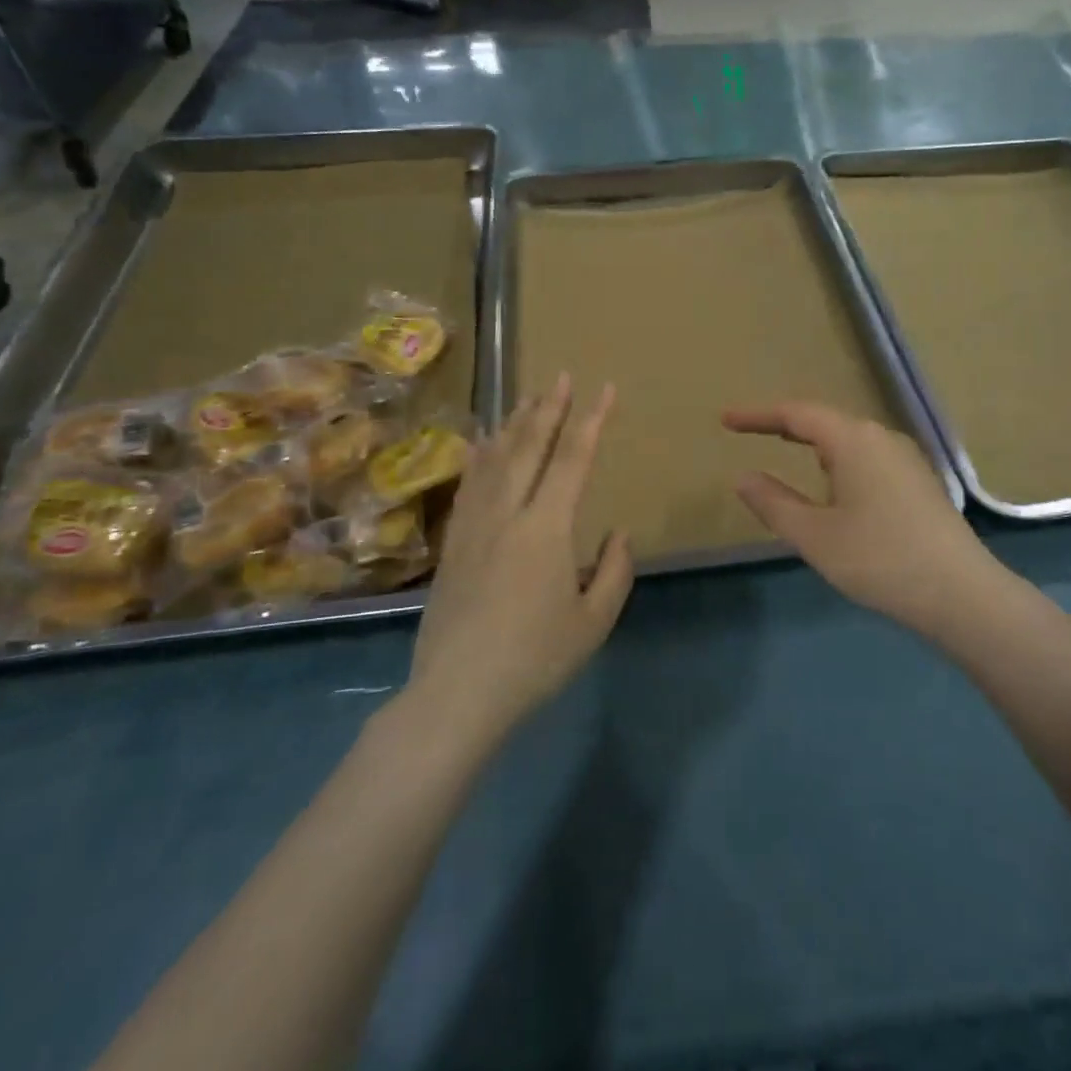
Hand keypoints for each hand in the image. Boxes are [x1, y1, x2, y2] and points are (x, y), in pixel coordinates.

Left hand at [411, 375, 634, 734]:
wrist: (457, 694)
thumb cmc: (534, 659)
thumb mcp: (593, 622)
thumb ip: (613, 572)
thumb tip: (618, 533)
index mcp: (547, 528)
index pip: (573, 459)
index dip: (591, 420)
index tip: (603, 389)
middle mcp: (508, 513)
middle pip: (529, 447)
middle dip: (549, 408)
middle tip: (561, 377)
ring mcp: (474, 525)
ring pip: (495, 459)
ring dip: (514, 424)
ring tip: (527, 397)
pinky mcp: (453, 543)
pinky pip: (468, 484)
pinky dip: (479, 456)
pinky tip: (482, 444)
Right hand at [723, 402, 1006, 635]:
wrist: (962, 594)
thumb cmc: (880, 559)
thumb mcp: (815, 536)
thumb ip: (773, 502)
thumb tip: (743, 477)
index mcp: (854, 440)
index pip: (796, 414)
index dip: (757, 415)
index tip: (725, 420)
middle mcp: (881, 438)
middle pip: (824, 420)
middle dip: (785, 425)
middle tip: (751, 431)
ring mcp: (906, 458)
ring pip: (849, 439)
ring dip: (814, 442)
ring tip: (788, 452)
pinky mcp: (919, 481)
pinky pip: (867, 457)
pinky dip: (838, 460)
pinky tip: (835, 486)